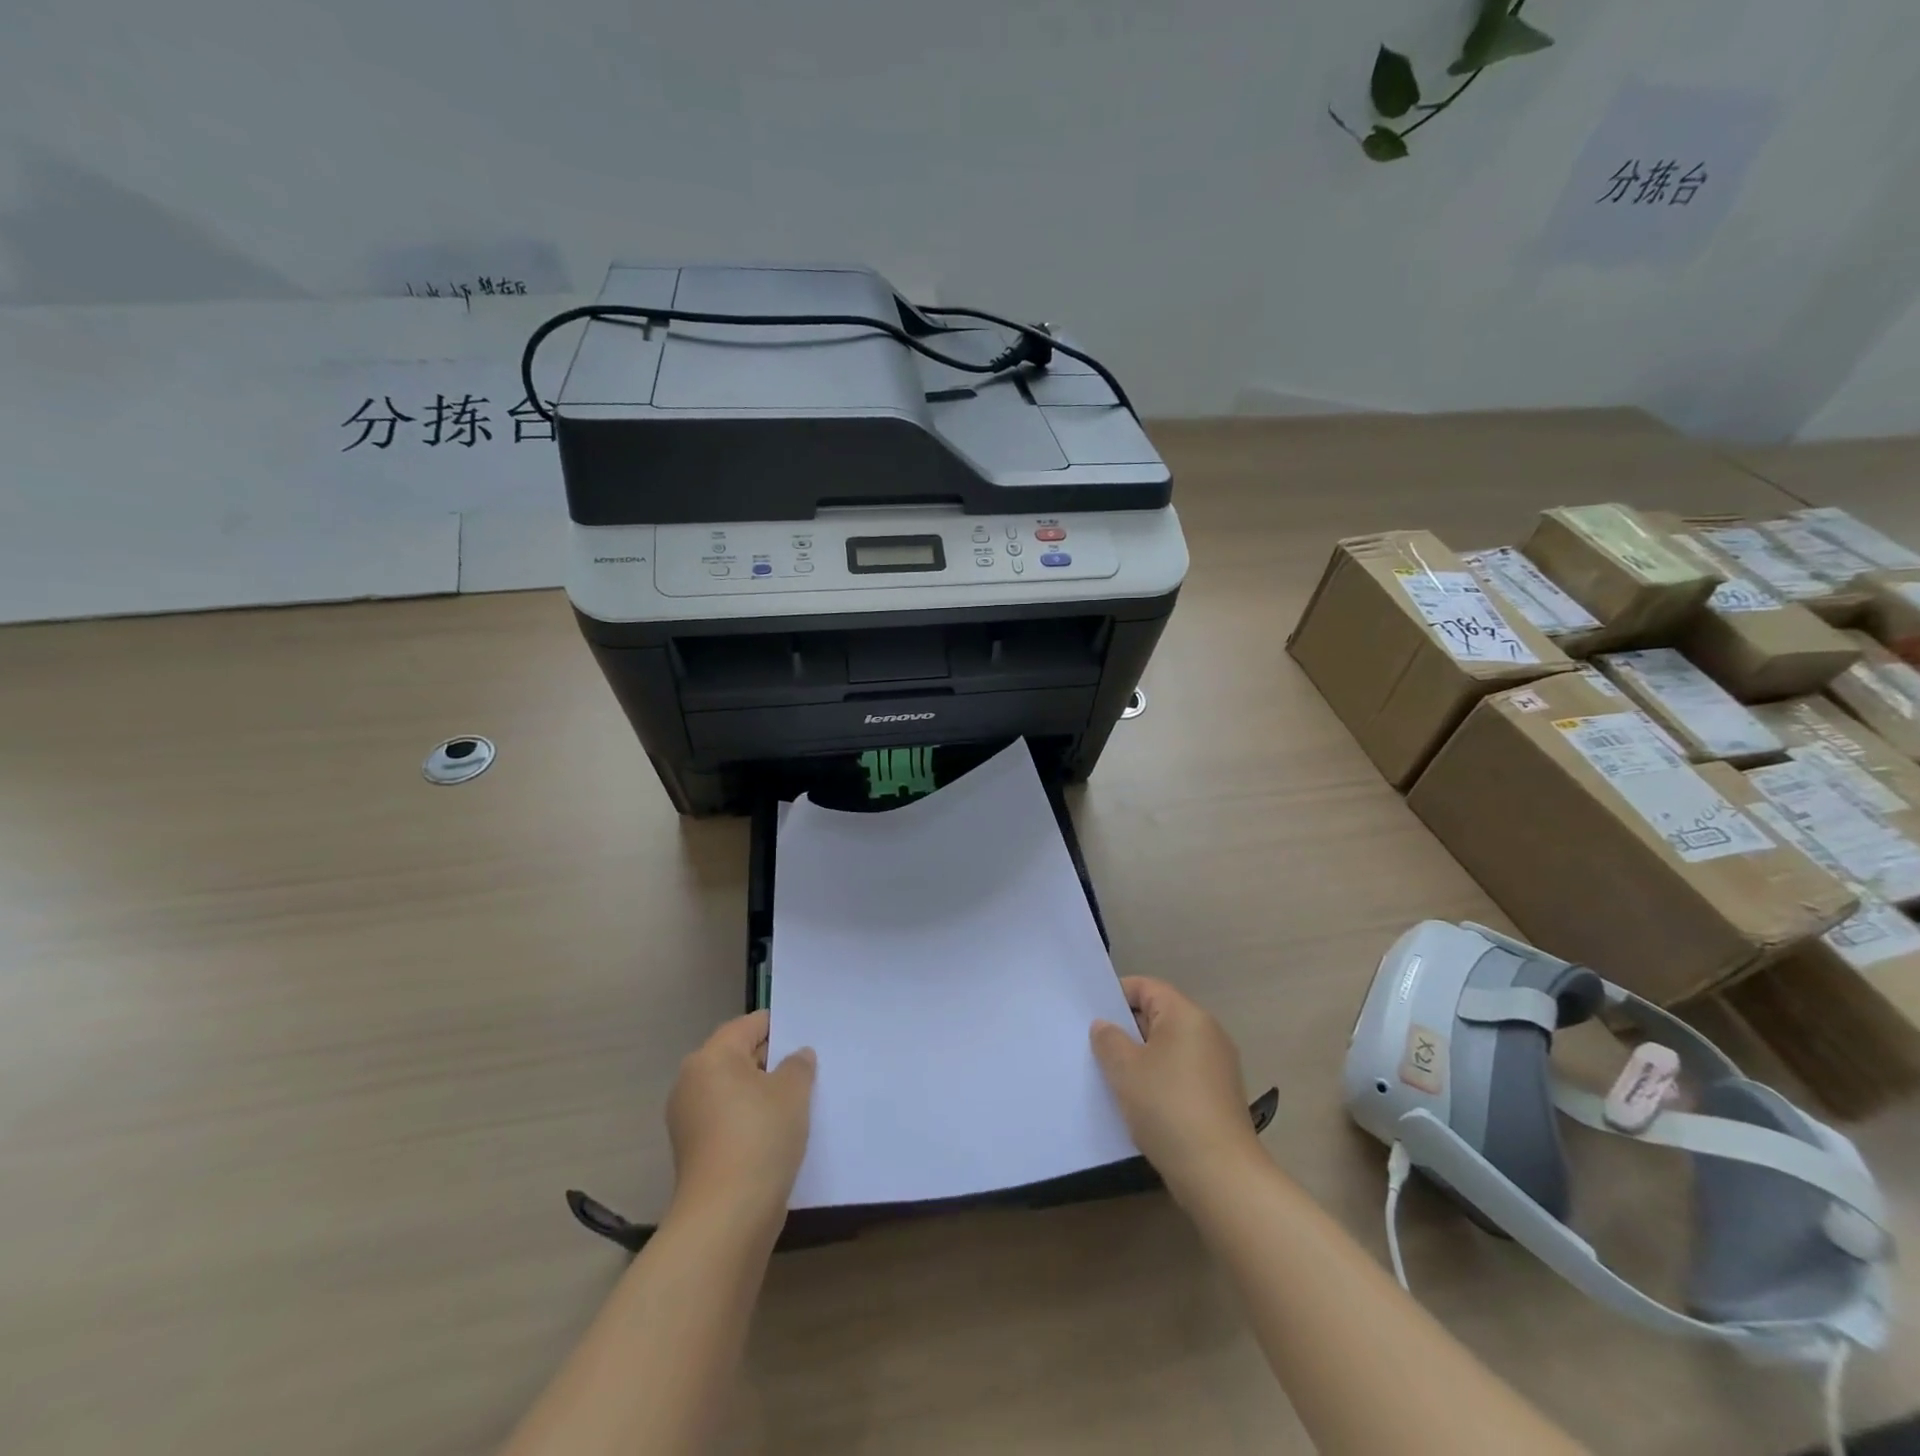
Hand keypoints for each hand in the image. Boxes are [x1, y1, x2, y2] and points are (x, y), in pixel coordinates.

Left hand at [666, 1011, 815, 1225]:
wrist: (727, 1217)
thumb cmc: (760, 1137)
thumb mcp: (793, 1091)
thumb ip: (798, 1065)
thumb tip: (796, 1056)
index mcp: (711, 1057)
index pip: (749, 1025)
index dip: (780, 1027)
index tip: (807, 1036)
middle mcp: (692, 1082)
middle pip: (738, 1057)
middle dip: (771, 1061)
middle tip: (807, 1068)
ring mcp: (689, 1119)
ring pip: (733, 1091)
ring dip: (762, 1093)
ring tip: (799, 1101)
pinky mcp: (695, 1151)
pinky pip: (728, 1119)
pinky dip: (750, 1119)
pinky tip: (779, 1132)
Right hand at [1091, 977, 1260, 1197]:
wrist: (1220, 1174)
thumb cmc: (1168, 1107)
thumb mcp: (1125, 1069)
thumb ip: (1108, 1039)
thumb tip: (1104, 1026)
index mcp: (1186, 1015)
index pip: (1147, 987)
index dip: (1116, 995)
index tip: (1091, 1016)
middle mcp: (1207, 1032)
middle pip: (1159, 1016)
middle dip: (1126, 1029)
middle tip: (1095, 1048)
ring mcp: (1218, 1065)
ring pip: (1169, 1047)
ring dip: (1141, 1058)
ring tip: (1113, 1077)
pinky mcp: (1220, 1096)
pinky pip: (1181, 1073)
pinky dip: (1159, 1080)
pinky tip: (1140, 1103)